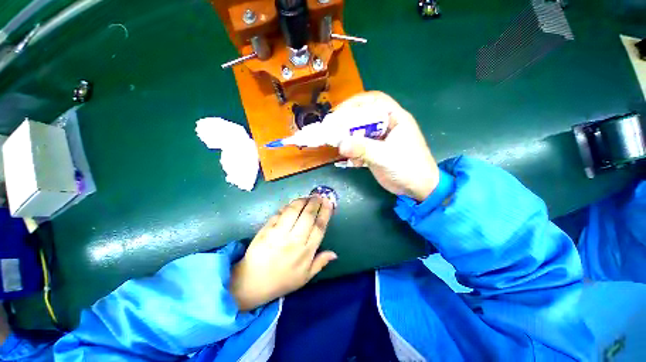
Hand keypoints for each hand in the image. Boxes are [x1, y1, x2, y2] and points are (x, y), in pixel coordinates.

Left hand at [230, 197, 336, 310]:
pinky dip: (286, 207)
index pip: (319, 227)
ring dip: (301, 201)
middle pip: (308, 216)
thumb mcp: (305, 277)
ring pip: (293, 211)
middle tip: (318, 196)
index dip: (325, 213)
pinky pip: (278, 214)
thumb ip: (320, 263)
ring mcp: (278, 234)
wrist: (253, 283)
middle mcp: (294, 241)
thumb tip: (335, 254)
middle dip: (315, 203)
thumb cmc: (282, 280)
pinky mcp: (266, 230)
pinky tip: (291, 205)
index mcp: (306, 252)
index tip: (329, 203)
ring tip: (306, 197)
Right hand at [336, 91, 439, 201]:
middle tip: (330, 127)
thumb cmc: (409, 168)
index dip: (356, 102)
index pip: (375, 101)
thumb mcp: (386, 156)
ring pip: (359, 132)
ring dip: (347, 137)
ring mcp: (379, 140)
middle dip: (347, 121)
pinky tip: (350, 160)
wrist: (416, 189)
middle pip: (363, 116)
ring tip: (334, 142)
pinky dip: (352, 151)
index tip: (339, 111)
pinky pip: (359, 147)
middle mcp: (386, 126)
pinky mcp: (374, 152)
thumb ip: (363, 149)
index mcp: (395, 118)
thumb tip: (340, 144)